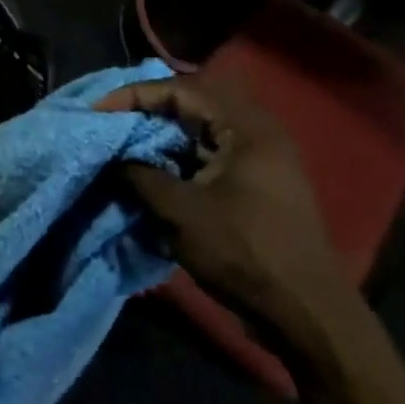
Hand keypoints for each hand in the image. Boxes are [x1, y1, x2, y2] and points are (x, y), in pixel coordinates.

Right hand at [95, 72, 352, 344]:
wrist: (305, 313)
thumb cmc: (243, 252)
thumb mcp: (180, 212)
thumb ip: (140, 175)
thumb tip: (114, 158)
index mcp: (247, 127)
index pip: (181, 90)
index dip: (135, 95)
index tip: (98, 110)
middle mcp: (258, 133)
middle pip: (193, 103)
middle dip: (148, 109)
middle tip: (112, 120)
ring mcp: (260, 159)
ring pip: (201, 130)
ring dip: (162, 134)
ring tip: (125, 145)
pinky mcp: (256, 184)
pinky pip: (210, 153)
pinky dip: (179, 156)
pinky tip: (154, 172)